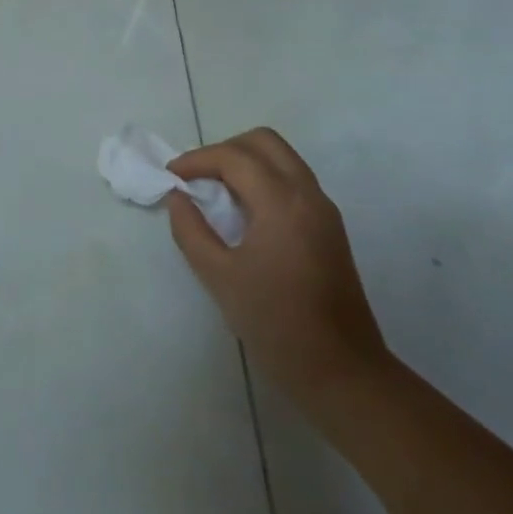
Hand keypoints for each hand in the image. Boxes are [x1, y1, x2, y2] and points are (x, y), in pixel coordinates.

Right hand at [167, 128, 392, 421]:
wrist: (342, 371)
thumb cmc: (275, 323)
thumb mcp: (219, 277)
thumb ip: (191, 231)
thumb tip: (178, 198)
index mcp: (282, 202)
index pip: (234, 157)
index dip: (197, 160)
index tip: (170, 176)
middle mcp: (308, 194)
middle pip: (264, 142)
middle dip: (224, 150)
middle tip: (196, 177)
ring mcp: (324, 210)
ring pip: (282, 159)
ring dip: (245, 162)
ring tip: (214, 192)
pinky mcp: (329, 228)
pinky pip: (292, 181)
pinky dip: (263, 180)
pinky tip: (242, 212)